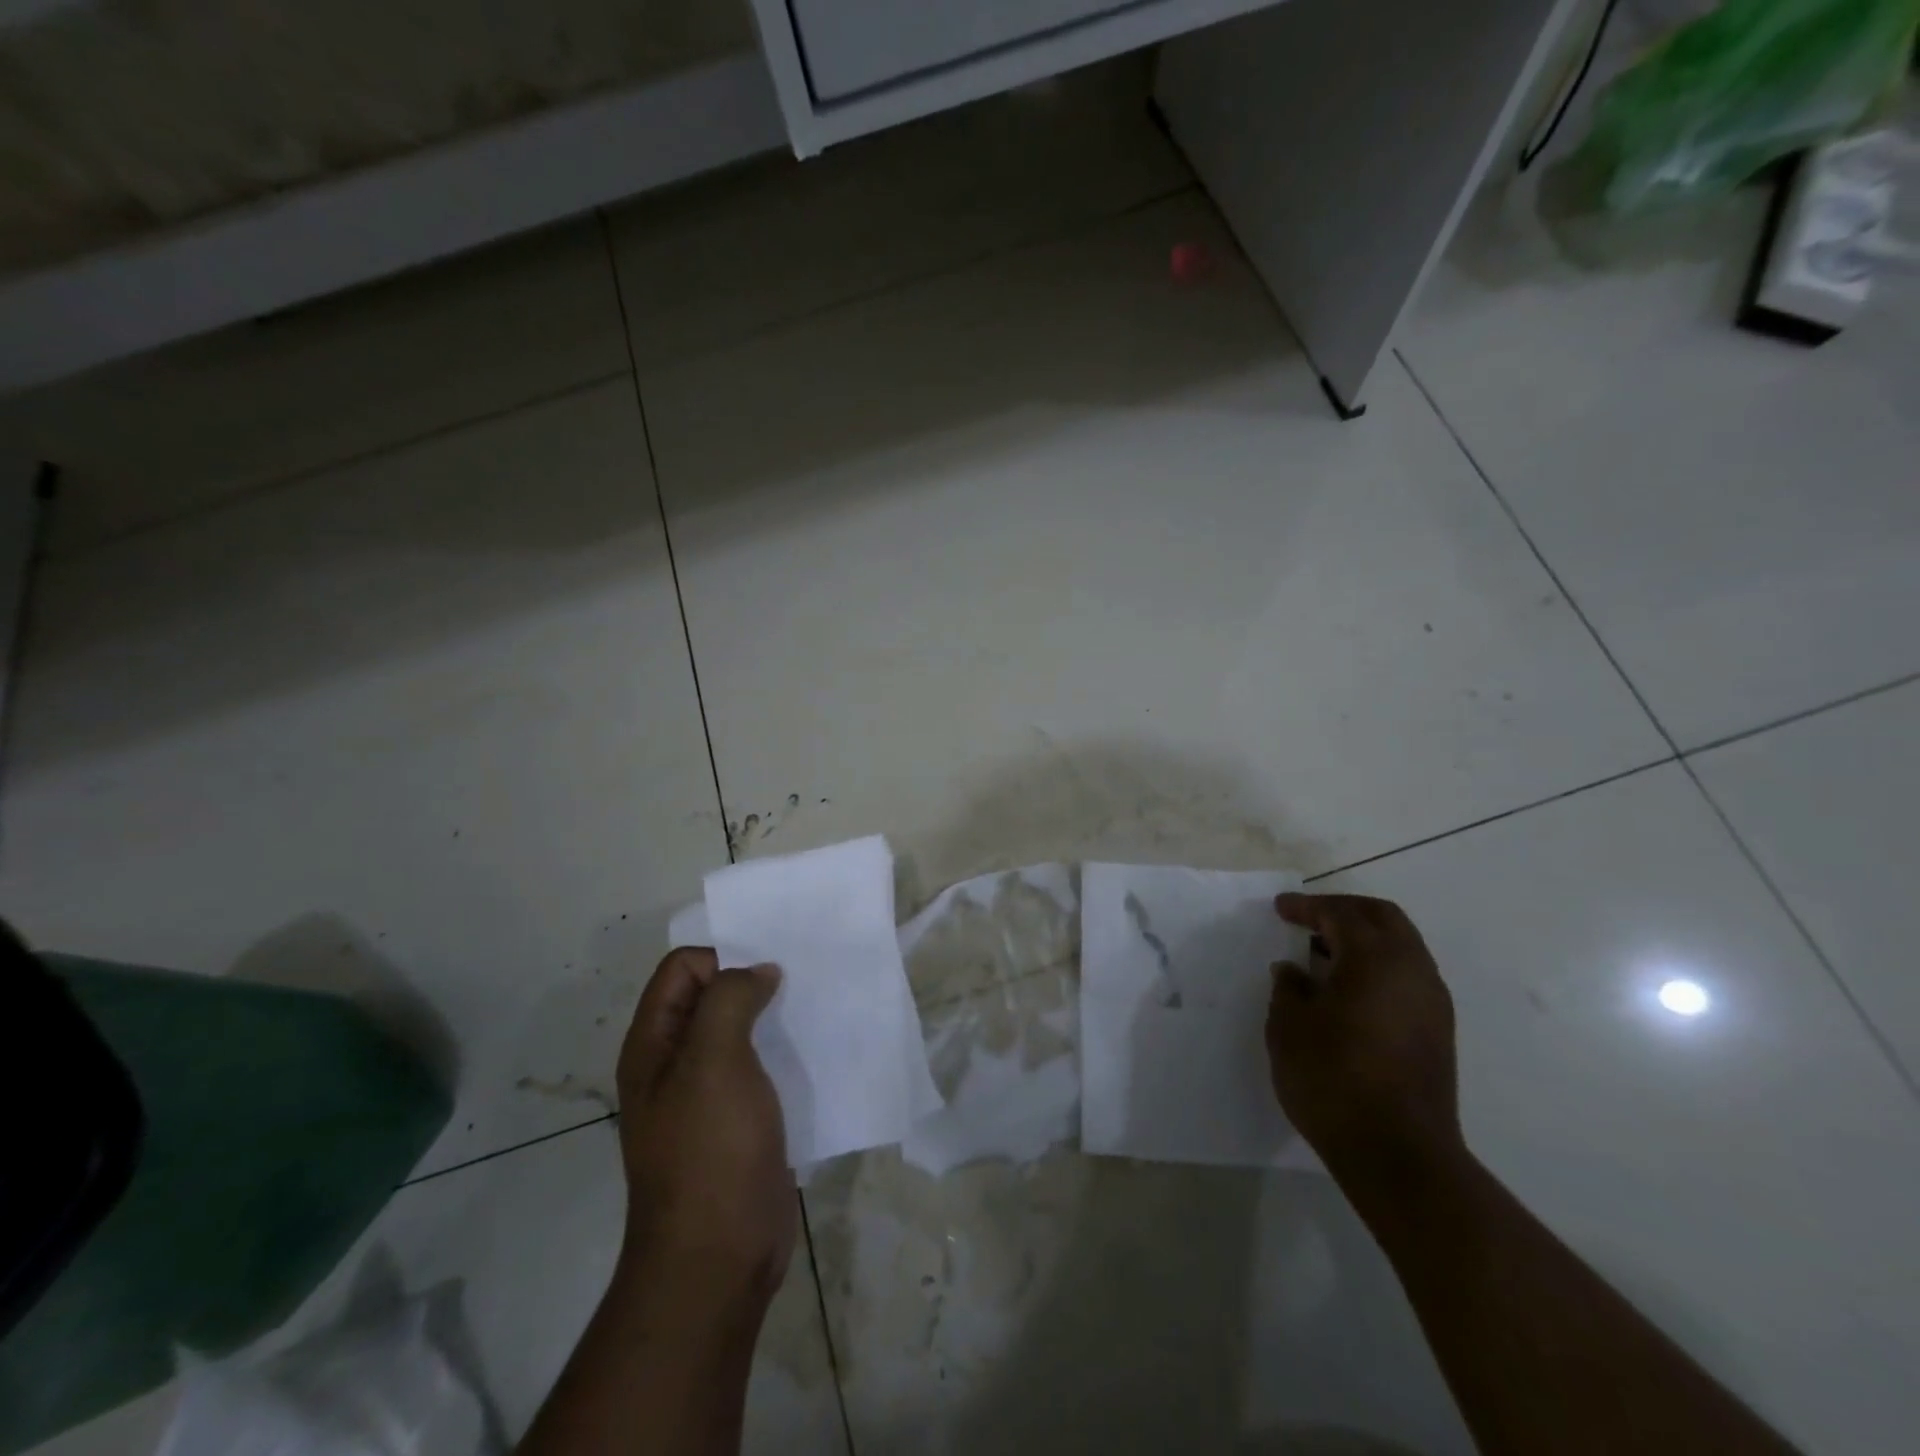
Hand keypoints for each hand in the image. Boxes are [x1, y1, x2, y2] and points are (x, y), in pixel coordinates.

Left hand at [616, 948, 795, 1306]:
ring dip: (772, 1014)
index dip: (722, 959)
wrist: (718, 1256)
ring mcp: (707, 1095)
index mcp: (654, 1044)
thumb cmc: (710, 1150)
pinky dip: (783, 1049)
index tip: (767, 973)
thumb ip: (730, 1000)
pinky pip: (760, 1066)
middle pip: (710, 995)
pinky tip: (814, 1050)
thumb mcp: (713, 1060)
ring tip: (813, 1008)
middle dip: (752, 980)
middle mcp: (675, 1063)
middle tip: (799, 980)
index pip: (681, 969)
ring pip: (740, 1030)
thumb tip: (758, 972)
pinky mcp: (740, 1120)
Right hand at [1267, 894, 1463, 1190]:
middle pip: (1382, 918)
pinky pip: (1407, 974)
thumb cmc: (1333, 1079)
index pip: (1340, 914)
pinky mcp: (1438, 1031)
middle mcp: (1412, 970)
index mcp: (1375, 959)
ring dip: (1364, 938)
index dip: (1307, 907)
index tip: (1280, 909)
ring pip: (1401, 945)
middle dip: (1343, 910)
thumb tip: (1294, 971)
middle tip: (1308, 918)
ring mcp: (1432, 1001)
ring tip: (1324, 953)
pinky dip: (1377, 964)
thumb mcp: (1289, 1027)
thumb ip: (1289, 988)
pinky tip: (1348, 988)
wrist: (1398, 1154)